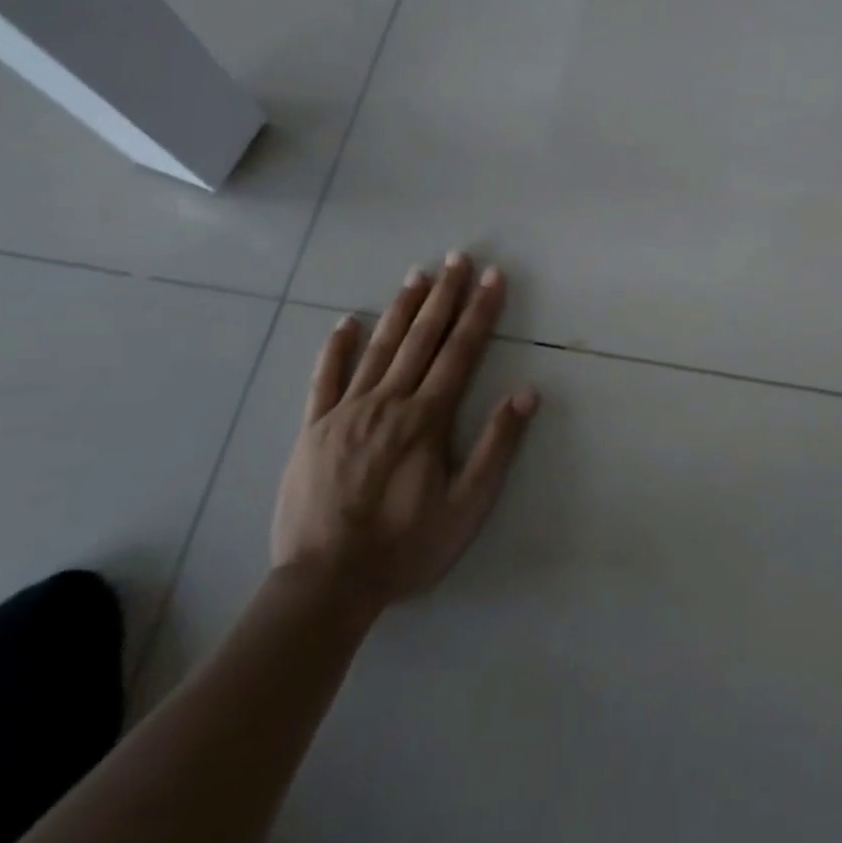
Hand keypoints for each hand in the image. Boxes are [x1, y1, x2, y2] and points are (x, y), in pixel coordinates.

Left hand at [270, 252, 537, 620]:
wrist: (324, 583)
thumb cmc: (405, 546)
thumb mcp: (466, 506)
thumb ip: (497, 446)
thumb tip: (527, 394)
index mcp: (427, 418)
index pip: (461, 351)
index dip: (480, 311)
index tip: (493, 277)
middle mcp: (388, 402)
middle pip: (422, 338)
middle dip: (445, 295)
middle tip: (458, 258)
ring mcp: (346, 412)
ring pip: (379, 348)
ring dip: (401, 309)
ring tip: (417, 275)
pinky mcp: (314, 429)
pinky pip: (325, 380)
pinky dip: (335, 349)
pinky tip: (345, 323)